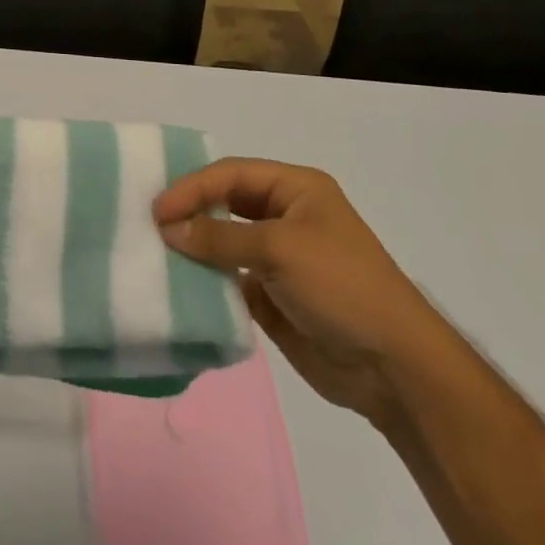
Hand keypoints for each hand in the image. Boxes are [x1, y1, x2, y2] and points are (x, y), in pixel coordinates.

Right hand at [154, 159, 456, 426]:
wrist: (394, 370)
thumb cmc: (342, 287)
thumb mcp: (280, 249)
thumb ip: (220, 236)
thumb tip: (168, 227)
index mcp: (296, 189)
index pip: (231, 174)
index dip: (193, 187)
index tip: (158, 209)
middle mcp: (285, 216)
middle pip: (225, 202)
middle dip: (190, 210)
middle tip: (150, 224)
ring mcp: (278, 257)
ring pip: (224, 240)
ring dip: (194, 246)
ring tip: (156, 251)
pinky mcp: (272, 296)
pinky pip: (228, 279)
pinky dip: (205, 280)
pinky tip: (179, 284)